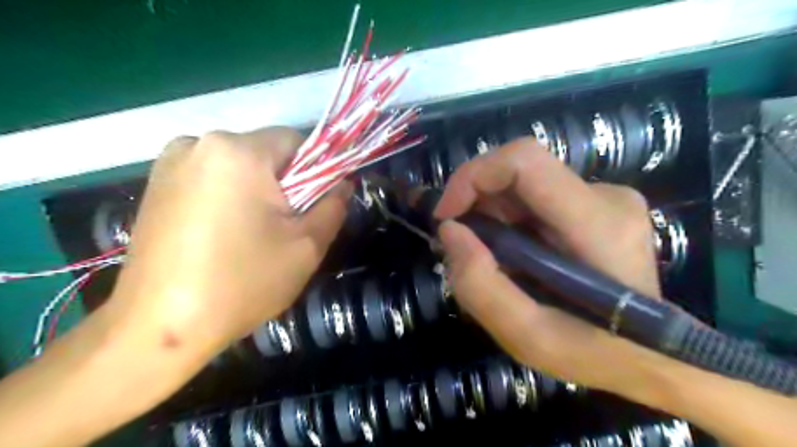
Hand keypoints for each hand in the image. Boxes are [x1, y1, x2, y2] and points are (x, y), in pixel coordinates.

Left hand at [109, 127, 349, 356]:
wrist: (159, 328)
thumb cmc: (242, 282)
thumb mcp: (307, 246)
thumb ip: (334, 206)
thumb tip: (342, 182)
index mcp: (238, 152)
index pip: (295, 141)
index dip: (315, 170)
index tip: (314, 205)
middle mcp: (198, 143)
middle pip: (265, 153)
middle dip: (284, 184)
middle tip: (286, 227)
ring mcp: (170, 162)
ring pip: (239, 166)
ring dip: (257, 191)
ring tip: (253, 234)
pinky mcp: (155, 184)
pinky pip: (211, 178)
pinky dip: (229, 197)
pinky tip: (224, 235)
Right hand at [436, 137, 670, 399]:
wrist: (649, 356)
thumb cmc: (593, 353)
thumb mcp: (527, 338)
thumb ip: (481, 286)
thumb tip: (449, 230)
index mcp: (598, 225)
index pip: (525, 161)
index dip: (473, 176)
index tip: (446, 216)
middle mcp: (606, 197)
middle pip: (518, 171)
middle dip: (476, 203)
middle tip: (462, 246)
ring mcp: (605, 197)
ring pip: (523, 185)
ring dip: (491, 215)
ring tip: (488, 258)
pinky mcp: (596, 204)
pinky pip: (535, 197)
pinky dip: (508, 220)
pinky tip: (512, 254)